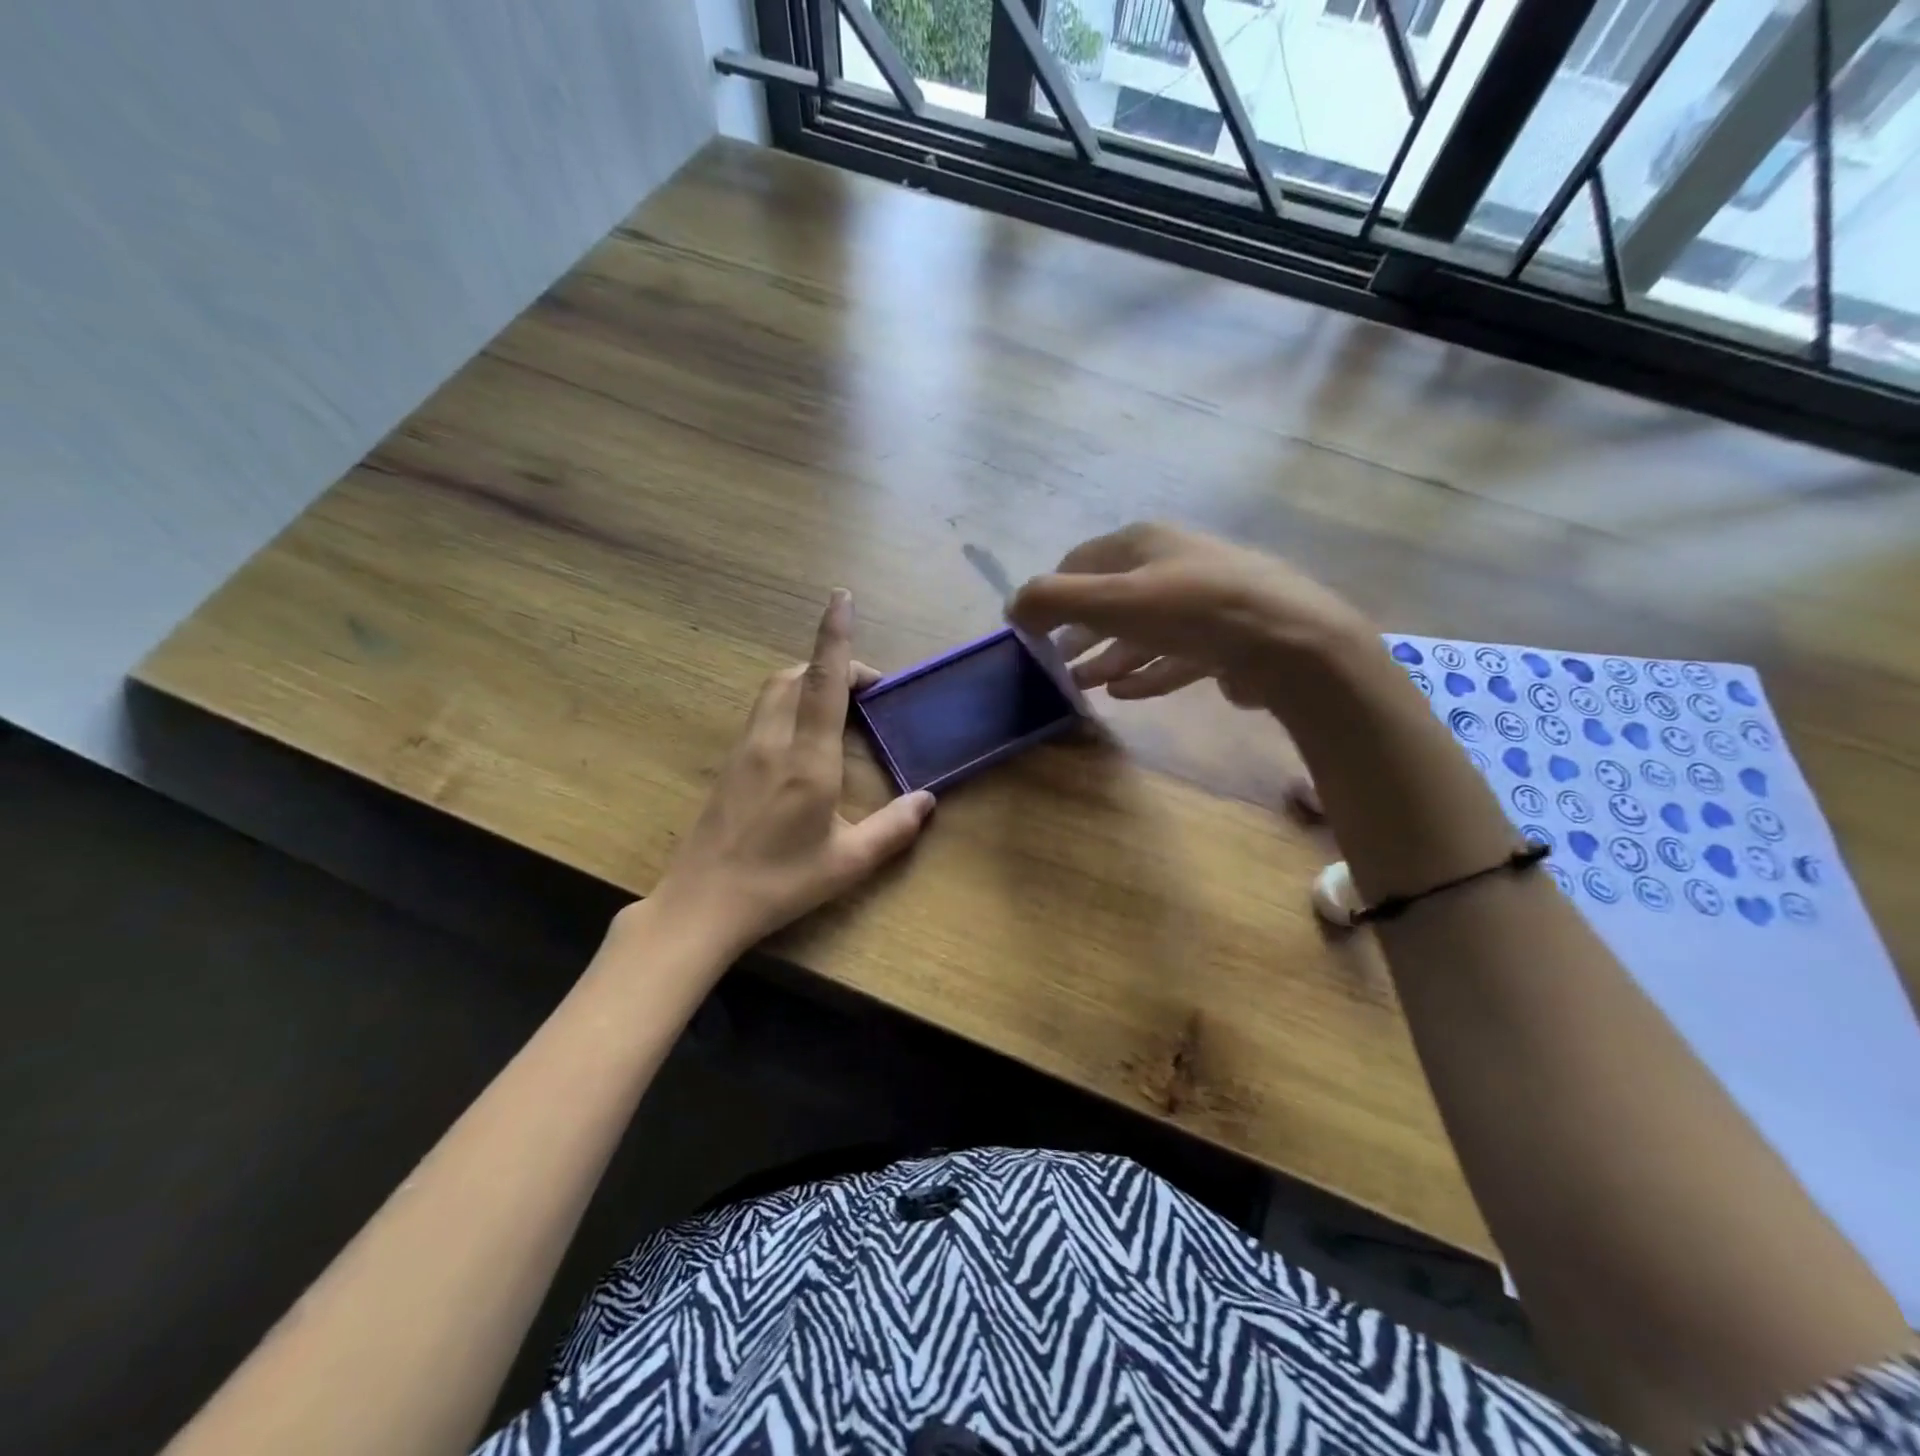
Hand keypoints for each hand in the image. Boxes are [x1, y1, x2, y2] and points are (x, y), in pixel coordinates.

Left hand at [648, 591, 935, 956]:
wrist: (701, 904)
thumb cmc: (779, 883)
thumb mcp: (847, 862)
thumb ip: (894, 829)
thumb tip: (928, 800)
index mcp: (807, 759)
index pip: (824, 682)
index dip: (834, 636)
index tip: (841, 598)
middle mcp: (773, 741)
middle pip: (797, 675)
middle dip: (832, 664)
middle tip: (868, 691)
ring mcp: (745, 749)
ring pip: (776, 690)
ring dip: (809, 680)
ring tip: (841, 706)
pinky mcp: (731, 763)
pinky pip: (764, 711)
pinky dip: (791, 701)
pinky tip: (806, 736)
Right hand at [1007, 522, 1376, 715]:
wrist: (1289, 642)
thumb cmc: (1192, 609)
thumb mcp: (1112, 599)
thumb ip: (1055, 599)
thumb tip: (1013, 607)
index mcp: (1145, 543)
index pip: (1082, 561)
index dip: (1052, 593)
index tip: (1030, 629)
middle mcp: (1173, 565)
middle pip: (1112, 598)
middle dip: (1079, 631)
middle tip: (1051, 663)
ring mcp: (1203, 603)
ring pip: (1141, 631)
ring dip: (1108, 656)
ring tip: (1080, 684)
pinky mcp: (1225, 641)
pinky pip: (1172, 656)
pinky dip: (1144, 672)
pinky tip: (1122, 693)